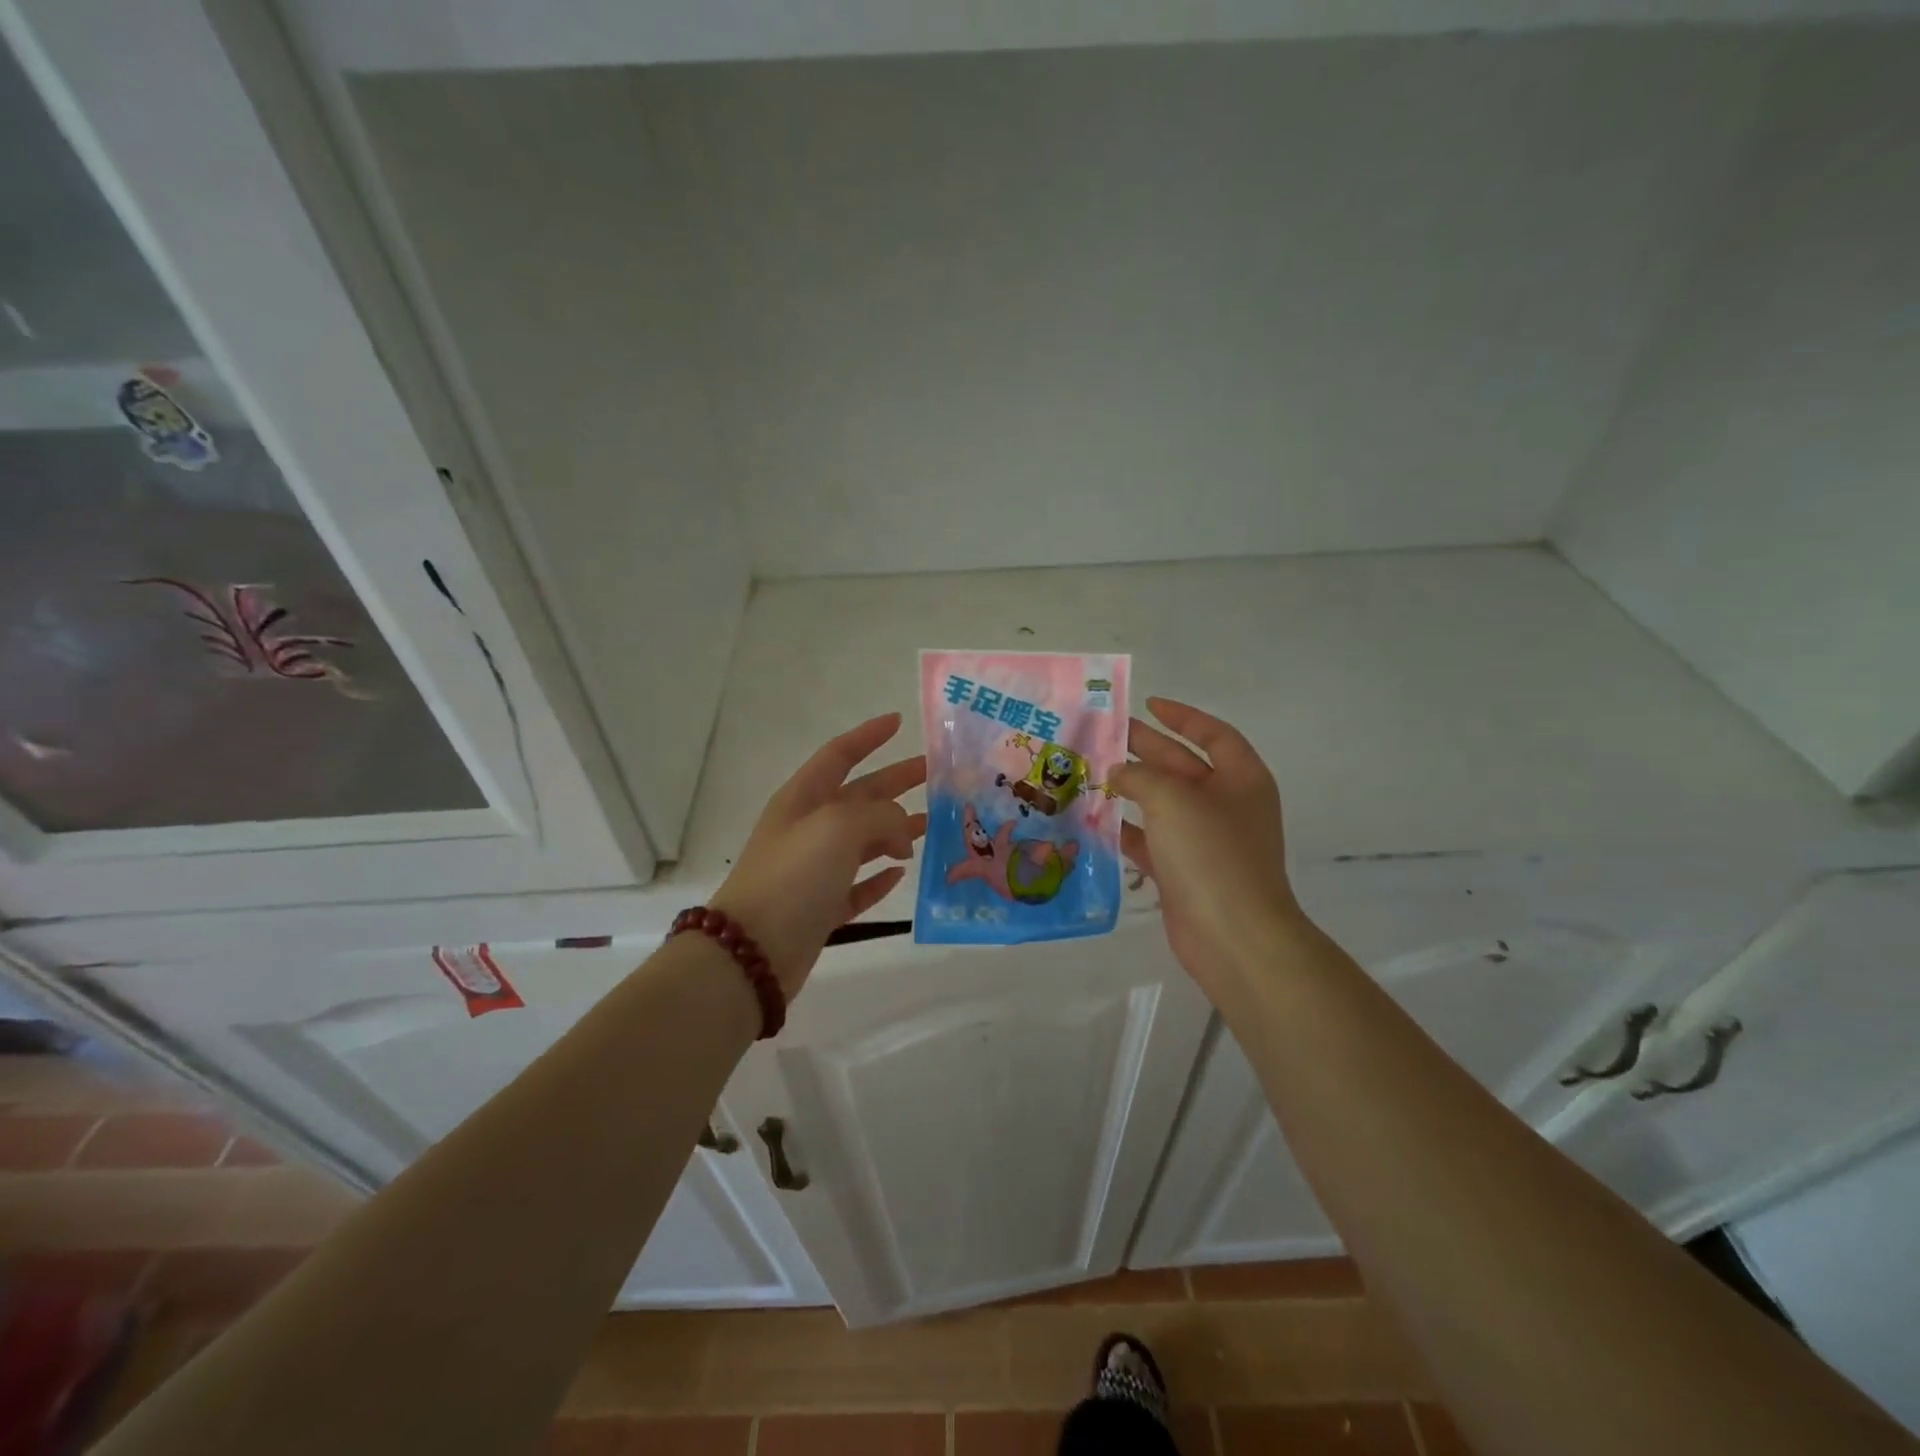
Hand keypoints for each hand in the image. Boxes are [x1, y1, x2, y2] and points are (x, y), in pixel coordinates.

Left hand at [711, 713, 926, 998]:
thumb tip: (901, 834)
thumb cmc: (794, 875)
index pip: (839, 754)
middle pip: (859, 796)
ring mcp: (814, 870)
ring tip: (932, 825)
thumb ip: (880, 816)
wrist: (752, 951)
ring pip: (863, 841)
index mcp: (804, 799)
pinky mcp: (821, 908)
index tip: (898, 721)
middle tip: (934, 776)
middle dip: (895, 782)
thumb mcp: (839, 827)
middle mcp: (809, 829)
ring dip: (895, 830)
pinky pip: (857, 885)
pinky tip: (901, 873)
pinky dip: (879, 878)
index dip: (868, 736)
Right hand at [1110, 698, 1302, 998]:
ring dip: (1130, 789)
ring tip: (1089, 773)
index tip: (1148, 704)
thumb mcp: (1173, 799)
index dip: (1182, 716)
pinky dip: (1127, 830)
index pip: (1213, 734)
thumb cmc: (1211, 853)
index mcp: (1241, 778)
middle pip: (1182, 766)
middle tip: (1103, 735)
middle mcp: (1227, 805)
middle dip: (1145, 748)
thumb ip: (1140, 777)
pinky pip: (1152, 841)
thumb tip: (1119, 774)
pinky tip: (1096, 820)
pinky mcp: (1184, 872)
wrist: (1233, 936)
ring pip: (1162, 804)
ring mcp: (1206, 841)